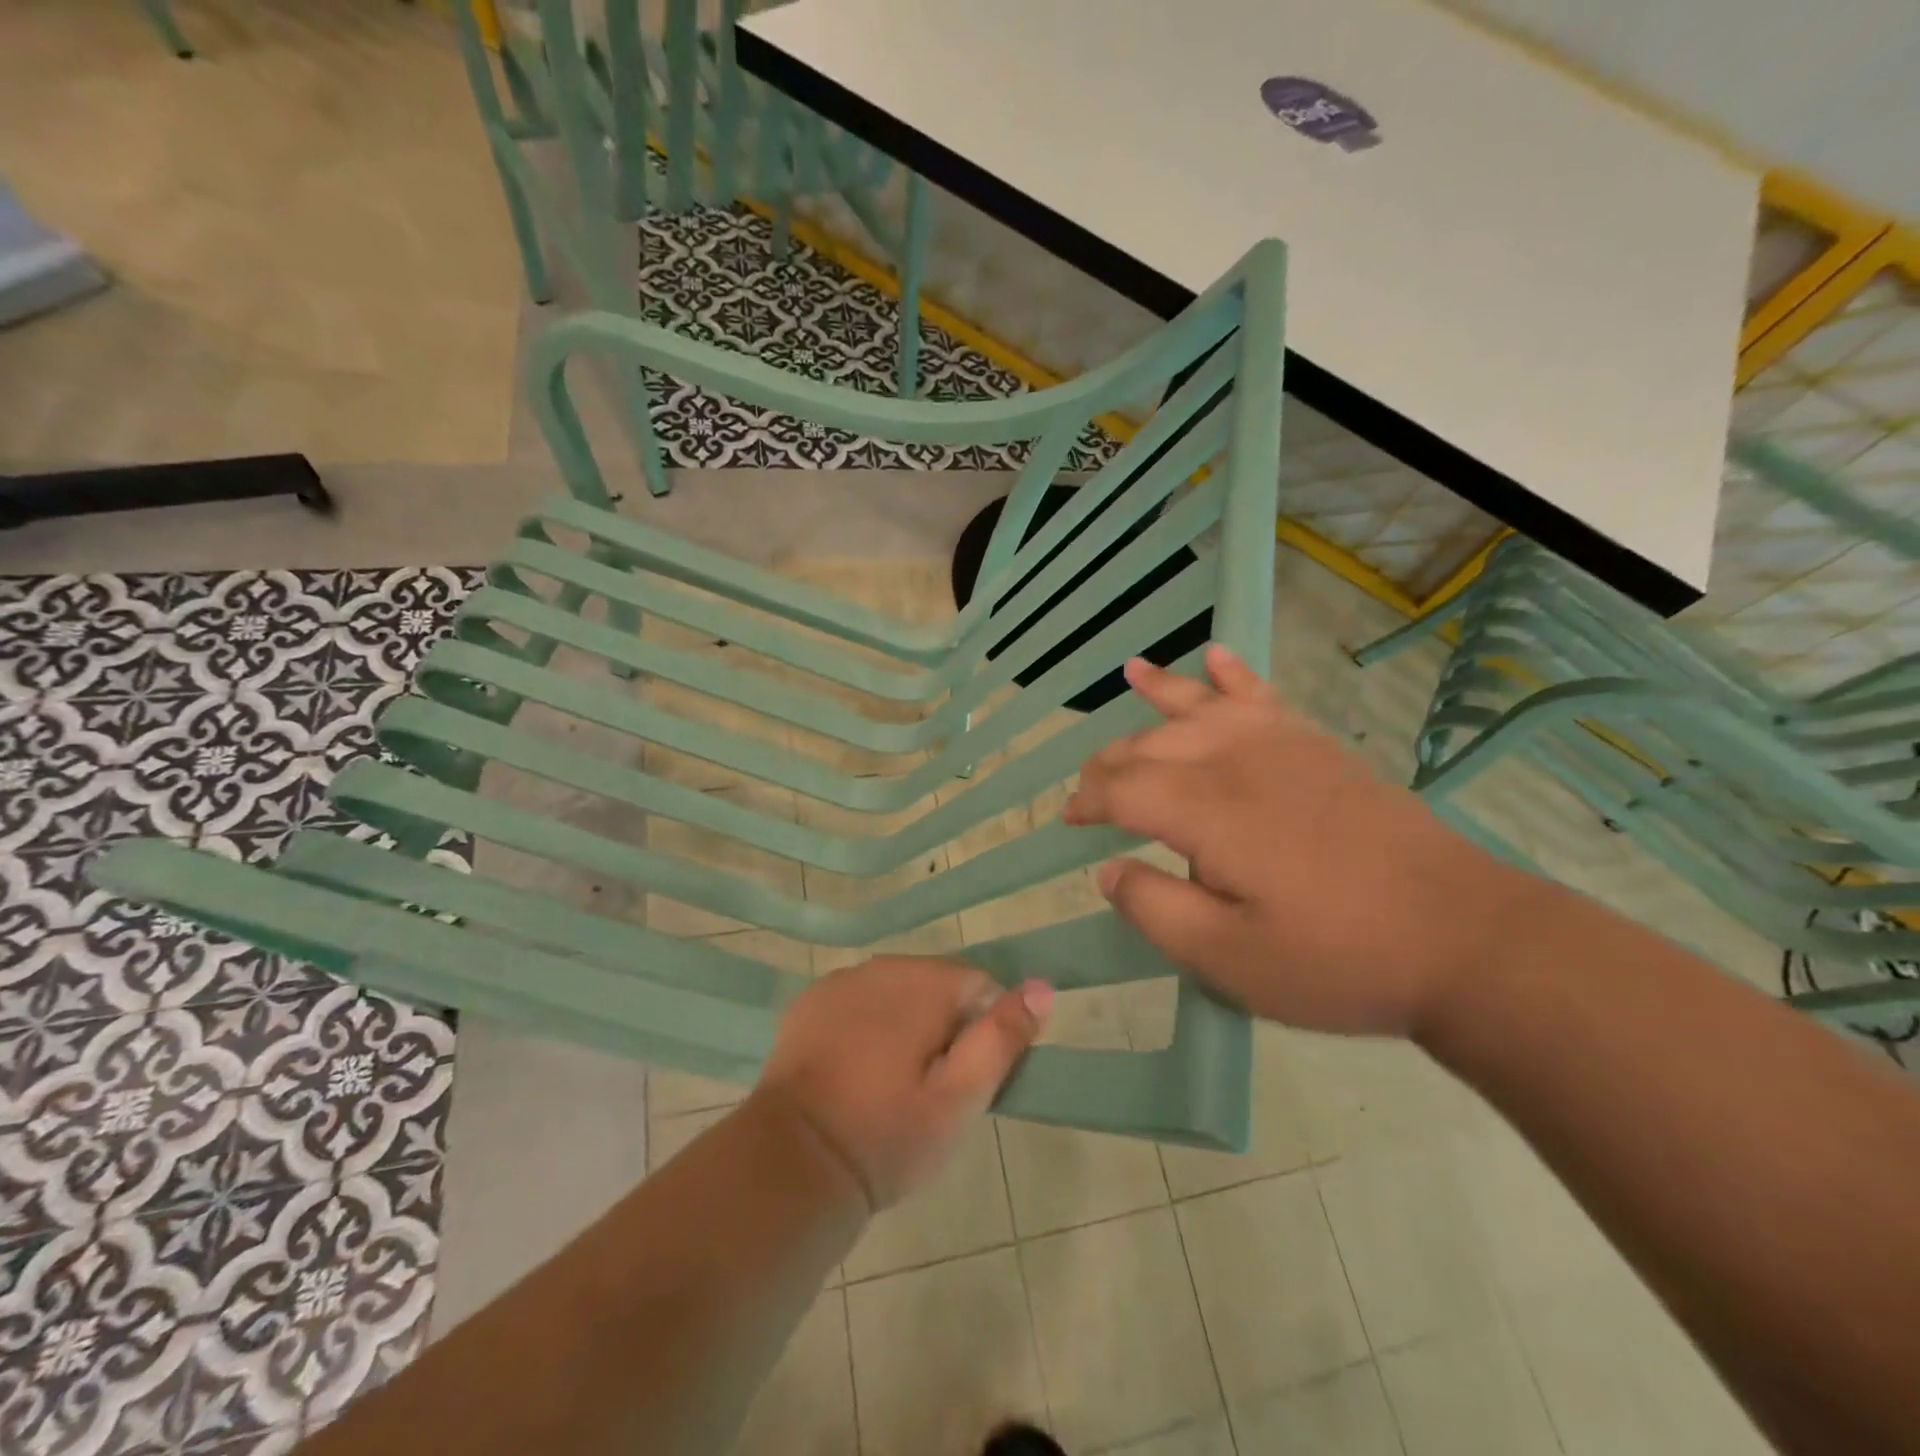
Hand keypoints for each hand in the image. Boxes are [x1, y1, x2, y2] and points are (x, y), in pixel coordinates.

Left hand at [754, 957, 1052, 1211]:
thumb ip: (1001, 1037)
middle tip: (931, 1088)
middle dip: (944, 1025)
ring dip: (905, 1022)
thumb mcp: (960, 1099)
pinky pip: (858, 1001)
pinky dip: (867, 1024)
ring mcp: (840, 981)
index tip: (968, 1078)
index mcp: (923, 982)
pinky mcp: (809, 1003)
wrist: (794, 1163)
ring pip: (896, 991)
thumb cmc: (888, 1135)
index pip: (979, 985)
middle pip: (936, 983)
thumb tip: (1042, 986)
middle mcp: (881, 966)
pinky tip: (857, 1070)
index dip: (983, 1031)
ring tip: (893, 1082)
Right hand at [1062, 645, 1542, 1037]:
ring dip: (1161, 690)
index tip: (1069, 822)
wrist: (1463, 938)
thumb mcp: (1229, 961)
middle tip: (1092, 789)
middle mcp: (1237, 762)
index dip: (1088, 801)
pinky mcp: (1319, 749)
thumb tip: (1108, 871)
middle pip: (1153, 744)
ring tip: (1130, 671)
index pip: (1124, 788)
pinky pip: (1264, 696)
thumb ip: (1155, 911)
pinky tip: (1216, 656)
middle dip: (1112, 760)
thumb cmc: (1337, 958)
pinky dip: (1233, 675)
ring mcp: (1283, 747)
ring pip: (1202, 706)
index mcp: (1208, 812)